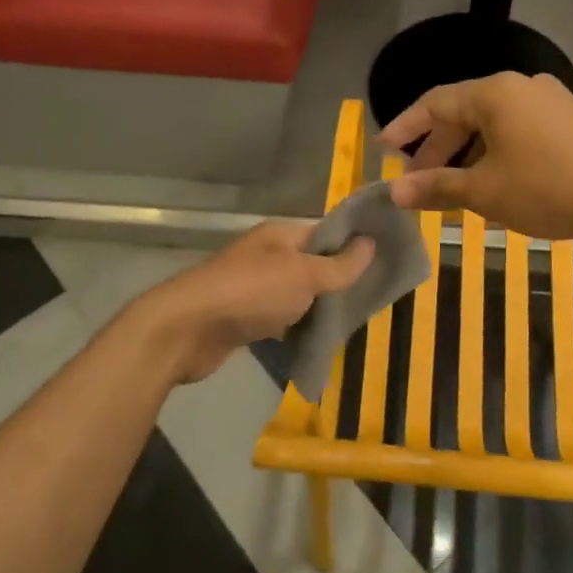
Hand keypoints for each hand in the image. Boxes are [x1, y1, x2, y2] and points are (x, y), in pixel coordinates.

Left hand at [128, 222, 373, 384]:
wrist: (187, 330)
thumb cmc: (250, 293)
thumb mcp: (303, 275)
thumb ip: (339, 265)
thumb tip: (370, 243)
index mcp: (280, 235)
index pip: (325, 233)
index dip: (353, 245)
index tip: (385, 262)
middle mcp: (267, 256)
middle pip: (312, 264)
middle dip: (339, 281)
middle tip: (373, 298)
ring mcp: (253, 287)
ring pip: (297, 293)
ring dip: (318, 307)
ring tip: (352, 321)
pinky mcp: (243, 318)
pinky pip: (280, 318)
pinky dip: (297, 327)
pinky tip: (318, 340)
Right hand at [381, 73, 572, 242]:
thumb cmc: (549, 187)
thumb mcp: (485, 191)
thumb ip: (436, 187)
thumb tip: (393, 194)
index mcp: (494, 93)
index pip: (434, 103)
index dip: (405, 127)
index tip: (382, 150)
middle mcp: (520, 87)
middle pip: (463, 113)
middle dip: (436, 149)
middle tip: (416, 183)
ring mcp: (550, 101)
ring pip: (492, 125)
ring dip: (466, 155)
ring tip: (452, 189)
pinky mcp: (571, 121)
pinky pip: (518, 131)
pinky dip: (495, 154)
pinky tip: (493, 182)